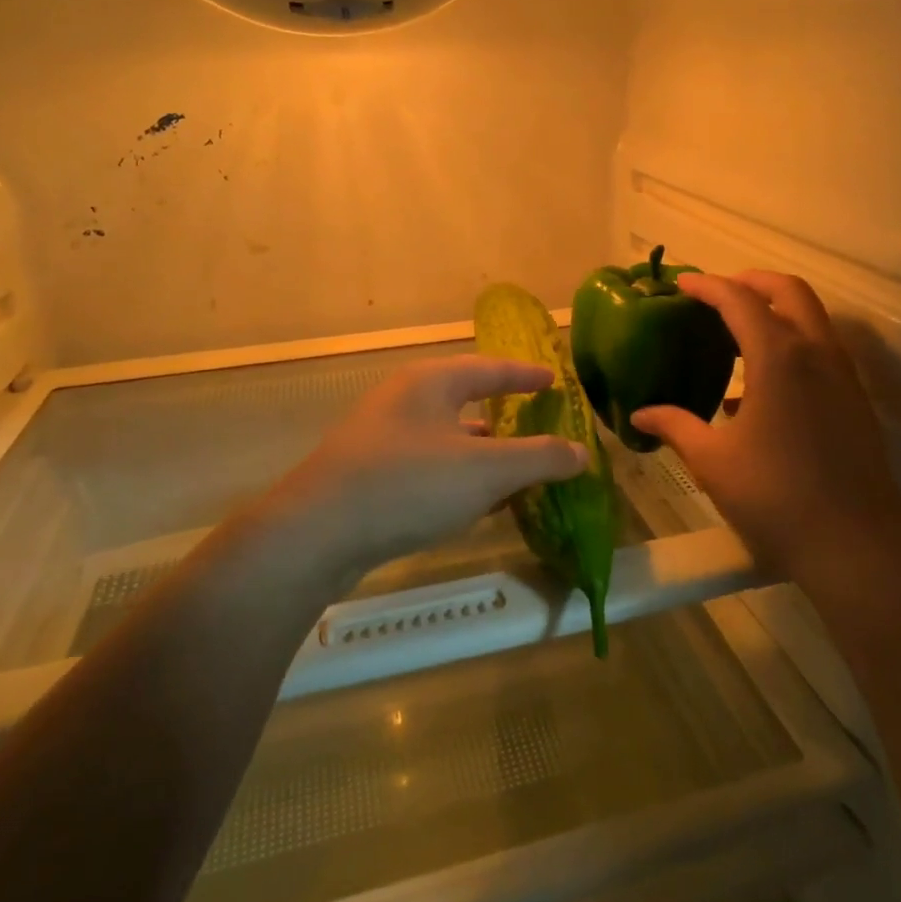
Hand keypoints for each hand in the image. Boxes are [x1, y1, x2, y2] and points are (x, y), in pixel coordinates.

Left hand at [262, 355, 589, 588]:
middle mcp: (404, 401)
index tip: (554, 381)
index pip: (490, 369)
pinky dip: (458, 478)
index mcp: (431, 382)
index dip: (525, 375)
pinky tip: (476, 504)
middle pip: (465, 400)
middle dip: (503, 414)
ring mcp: (382, 438)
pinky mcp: (370, 475)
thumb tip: (582, 453)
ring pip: (446, 437)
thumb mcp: (486, 470)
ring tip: (514, 470)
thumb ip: (539, 458)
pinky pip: (428, 467)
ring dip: (481, 452)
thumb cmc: (410, 484)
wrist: (318, 533)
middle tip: (536, 423)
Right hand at [630, 271, 900, 584]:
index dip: (708, 286)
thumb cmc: (775, 498)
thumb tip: (640, 414)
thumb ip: (675, 426)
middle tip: (717, 292)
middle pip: (789, 291)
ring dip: (776, 310)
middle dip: (752, 281)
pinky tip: (760, 383)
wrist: (854, 545)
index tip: (681, 284)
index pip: (740, 300)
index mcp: (779, 358)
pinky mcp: (855, 400)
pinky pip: (821, 350)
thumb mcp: (713, 461)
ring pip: (812, 318)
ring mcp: (843, 376)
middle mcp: (817, 353)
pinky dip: (791, 342)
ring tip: (736, 330)